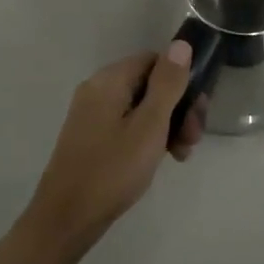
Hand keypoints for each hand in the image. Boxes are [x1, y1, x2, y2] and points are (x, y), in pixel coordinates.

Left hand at [14, 41, 204, 263]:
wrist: (66, 219)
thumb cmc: (112, 170)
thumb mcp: (149, 126)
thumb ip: (167, 84)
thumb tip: (180, 44)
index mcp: (109, 80)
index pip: (154, 60)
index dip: (181, 81)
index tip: (197, 112)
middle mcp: (97, 90)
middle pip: (149, 84)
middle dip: (177, 108)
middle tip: (192, 140)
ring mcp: (92, 115)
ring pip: (140, 107)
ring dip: (166, 125)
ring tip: (180, 155)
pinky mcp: (90, 137)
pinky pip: (127, 124)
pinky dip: (147, 137)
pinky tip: (159, 160)